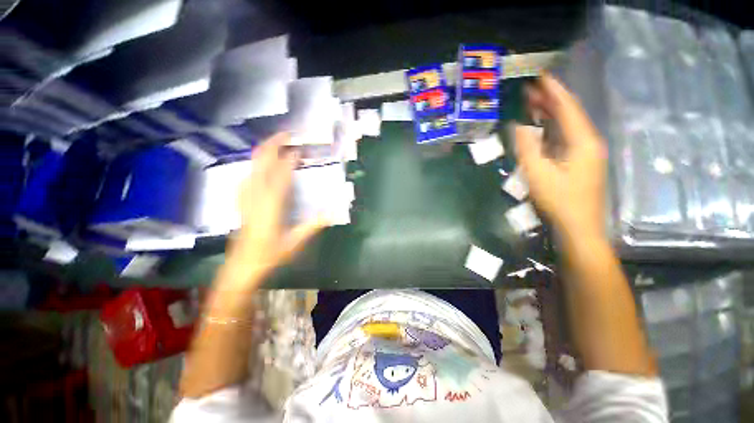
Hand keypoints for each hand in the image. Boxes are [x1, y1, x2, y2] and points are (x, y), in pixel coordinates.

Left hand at [224, 133, 326, 288]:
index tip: (299, 149)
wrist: (242, 266)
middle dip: (272, 145)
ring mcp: (246, 197)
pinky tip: (263, 165)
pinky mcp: (242, 200)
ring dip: (264, 151)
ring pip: (252, 165)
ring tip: (277, 144)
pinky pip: (248, 174)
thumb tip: (332, 213)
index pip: (280, 175)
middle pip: (261, 162)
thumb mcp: (294, 243)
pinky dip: (257, 163)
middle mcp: (256, 196)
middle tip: (287, 135)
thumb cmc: (270, 255)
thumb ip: (312, 226)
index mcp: (271, 206)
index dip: (289, 160)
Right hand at [513, 74, 606, 240]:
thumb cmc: (559, 201)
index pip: (568, 108)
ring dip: (550, 115)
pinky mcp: (578, 163)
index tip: (542, 76)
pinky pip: (564, 139)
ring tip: (533, 104)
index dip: (555, 91)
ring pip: (567, 127)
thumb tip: (517, 126)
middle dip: (551, 100)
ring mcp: (584, 153)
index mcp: (583, 141)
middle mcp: (588, 142)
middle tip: (531, 89)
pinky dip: (551, 130)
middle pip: (569, 115)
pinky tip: (540, 128)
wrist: (578, 227)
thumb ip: (527, 148)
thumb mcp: (538, 174)